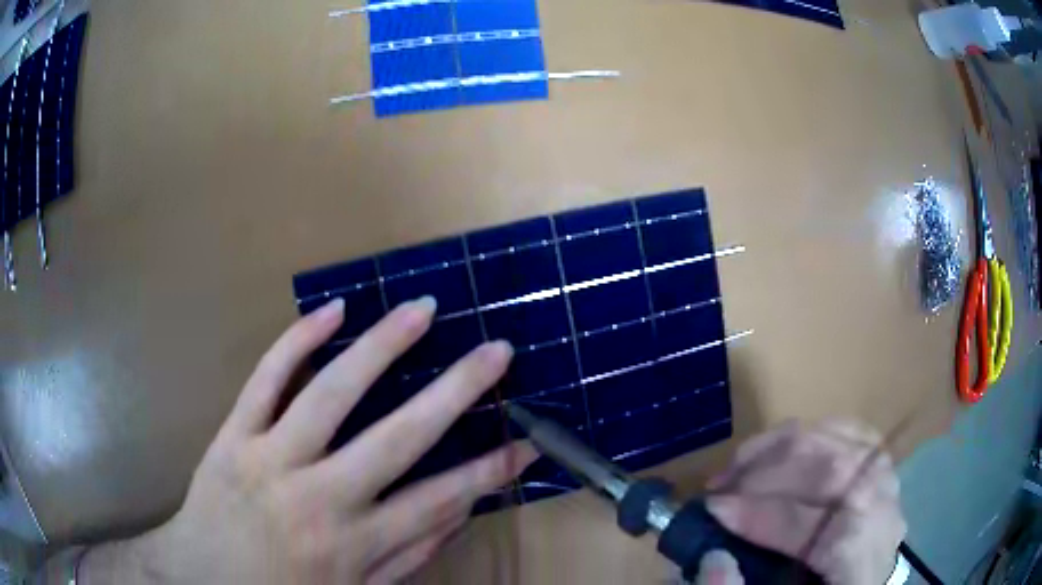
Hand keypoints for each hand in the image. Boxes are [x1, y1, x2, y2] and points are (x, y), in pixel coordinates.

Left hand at [77, 297, 536, 583]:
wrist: (201, 577)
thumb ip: (407, 557)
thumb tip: (456, 513)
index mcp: (353, 544)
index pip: (438, 501)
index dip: (489, 472)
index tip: (527, 442)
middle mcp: (318, 498)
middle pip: (397, 438)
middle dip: (455, 392)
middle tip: (496, 351)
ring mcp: (270, 459)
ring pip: (330, 394)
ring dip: (380, 347)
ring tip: (422, 309)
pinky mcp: (233, 435)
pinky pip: (265, 380)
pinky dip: (297, 342)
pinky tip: (332, 312)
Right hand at [700, 419, 905, 584]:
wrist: (868, 577)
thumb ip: (750, 583)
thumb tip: (715, 557)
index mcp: (862, 557)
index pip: (820, 526)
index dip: (764, 515)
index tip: (713, 509)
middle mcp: (882, 508)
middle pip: (830, 470)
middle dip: (765, 473)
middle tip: (718, 487)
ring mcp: (884, 474)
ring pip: (833, 439)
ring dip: (776, 449)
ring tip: (736, 467)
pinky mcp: (877, 455)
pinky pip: (841, 427)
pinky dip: (804, 433)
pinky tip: (775, 451)